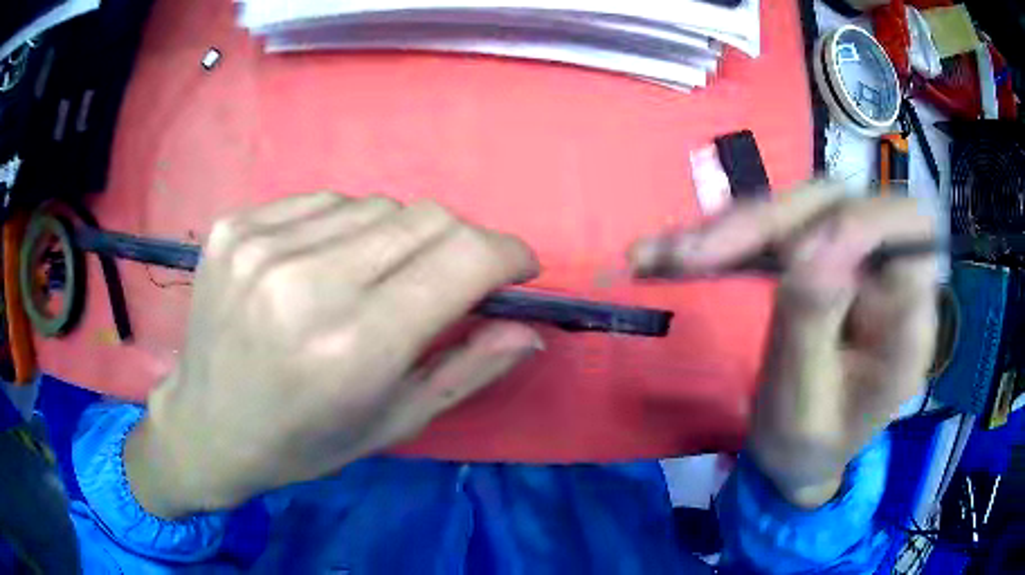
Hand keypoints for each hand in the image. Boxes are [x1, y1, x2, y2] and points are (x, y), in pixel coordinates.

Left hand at [126, 193, 542, 517]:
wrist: (208, 427)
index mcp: (355, 346)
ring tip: (373, 279)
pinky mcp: (233, 227)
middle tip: (449, 279)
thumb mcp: (394, 423)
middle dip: (459, 242)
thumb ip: (468, 370)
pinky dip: (340, 228)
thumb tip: (528, 329)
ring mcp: (261, 245)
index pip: (464, 258)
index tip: (518, 267)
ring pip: (373, 204)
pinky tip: (321, 266)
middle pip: (425, 217)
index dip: (507, 253)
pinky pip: (319, 202)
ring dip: (395, 236)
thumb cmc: (304, 442)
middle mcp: (306, 284)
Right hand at [629, 182, 937, 507]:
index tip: (793, 256)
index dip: (858, 221)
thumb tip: (806, 246)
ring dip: (736, 229)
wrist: (796, 457)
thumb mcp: (805, 409)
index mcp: (906, 322)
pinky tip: (668, 255)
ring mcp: (850, 262)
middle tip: (698, 257)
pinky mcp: (816, 259)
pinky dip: (724, 238)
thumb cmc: (807, 448)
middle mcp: (885, 276)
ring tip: (671, 258)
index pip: (909, 229)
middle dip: (771, 223)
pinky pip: (774, 228)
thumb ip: (811, 328)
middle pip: (841, 204)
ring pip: (800, 207)